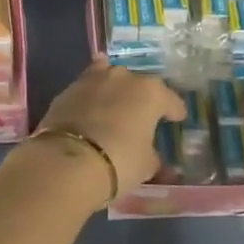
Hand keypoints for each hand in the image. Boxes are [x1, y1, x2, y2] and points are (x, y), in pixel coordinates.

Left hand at [33, 61, 185, 206]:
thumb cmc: (119, 161)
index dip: (175, 111)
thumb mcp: (146, 165)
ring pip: (111, 78)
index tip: (176, 119)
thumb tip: (156, 161)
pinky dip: (92, 93)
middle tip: (143, 116)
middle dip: (143, 99)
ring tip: (116, 103)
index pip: (171, 100)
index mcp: (151, 93)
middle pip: (140, 85)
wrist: (67, 160)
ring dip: (116, 90)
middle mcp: (125, 78)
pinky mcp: (69, 88)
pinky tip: (92, 99)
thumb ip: (153, 158)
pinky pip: (87, 86)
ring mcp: (95, 79)